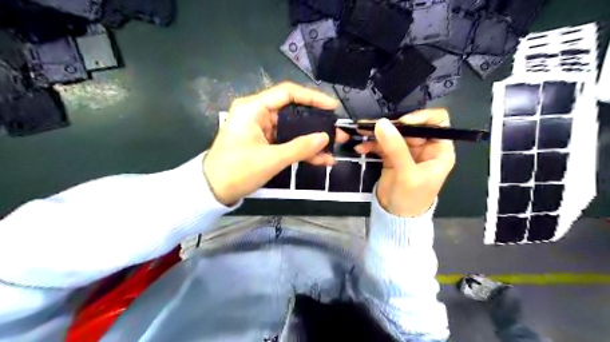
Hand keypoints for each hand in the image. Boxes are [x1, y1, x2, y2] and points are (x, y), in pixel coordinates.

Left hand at [204, 82, 347, 205]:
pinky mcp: (263, 142)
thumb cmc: (238, 171)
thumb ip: (300, 147)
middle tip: (337, 131)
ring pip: (292, 130)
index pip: (288, 93)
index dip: (313, 98)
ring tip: (333, 149)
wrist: (213, 191)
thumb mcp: (272, 159)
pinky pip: (286, 142)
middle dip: (316, 123)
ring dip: (310, 140)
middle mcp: (257, 113)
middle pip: (292, 112)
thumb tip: (325, 138)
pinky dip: (300, 150)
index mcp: (253, 108)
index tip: (332, 107)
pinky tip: (320, 159)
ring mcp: (260, 129)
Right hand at [355, 109, 453, 216]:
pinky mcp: (392, 157)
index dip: (421, 117)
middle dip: (392, 125)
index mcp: (438, 149)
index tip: (402, 122)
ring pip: (394, 134)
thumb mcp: (406, 173)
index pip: (437, 122)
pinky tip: (361, 147)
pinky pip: (382, 144)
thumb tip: (381, 123)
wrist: (395, 217)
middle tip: (373, 126)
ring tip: (361, 131)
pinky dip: (371, 144)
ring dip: (377, 133)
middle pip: (410, 126)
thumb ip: (395, 148)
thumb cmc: (411, 198)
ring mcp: (406, 151)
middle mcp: (424, 147)